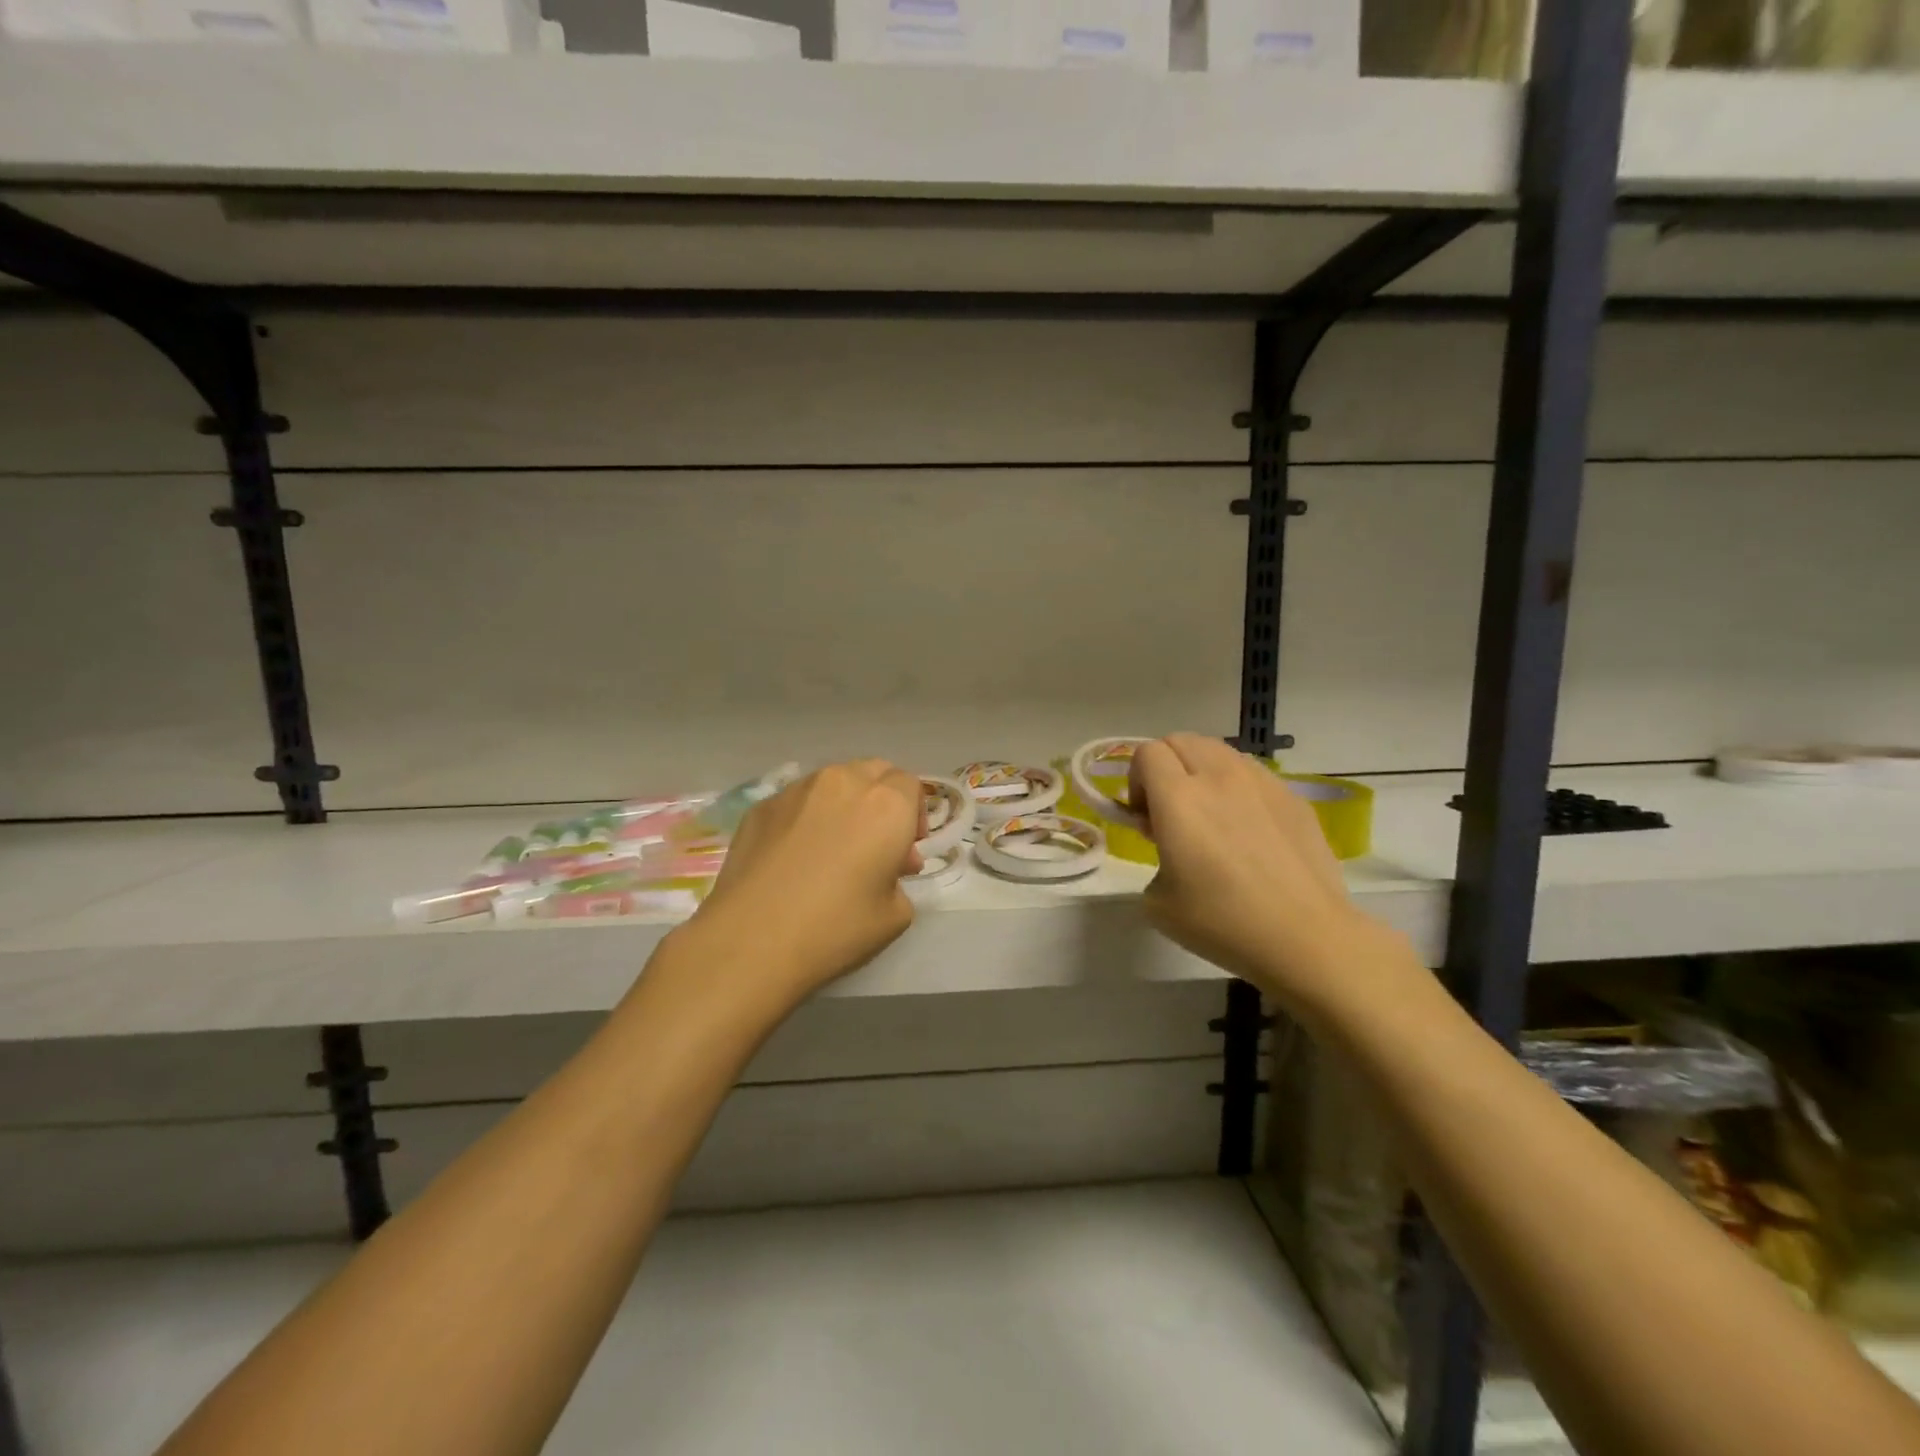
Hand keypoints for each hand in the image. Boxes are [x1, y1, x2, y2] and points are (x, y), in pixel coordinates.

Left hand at [675, 760, 924, 1010]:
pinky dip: (807, 816)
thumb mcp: (895, 916)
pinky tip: (795, 856)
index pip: (911, 785)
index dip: (914, 815)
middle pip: (875, 772)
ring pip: (834, 781)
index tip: (906, 851)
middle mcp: (844, 783)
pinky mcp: (761, 805)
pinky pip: (797, 800)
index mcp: (886, 805)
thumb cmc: (834, 928)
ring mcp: (797, 789)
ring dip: (845, 804)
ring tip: (833, 847)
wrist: (750, 940)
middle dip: (883, 799)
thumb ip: (899, 880)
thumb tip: (884, 868)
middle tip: (876, 843)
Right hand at [1129, 733, 1384, 1008]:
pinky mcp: (1292, 796)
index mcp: (1179, 798)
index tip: (1145, 817)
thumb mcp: (1157, 902)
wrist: (1305, 937)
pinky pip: (1252, 773)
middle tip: (1170, 811)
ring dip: (1201, 771)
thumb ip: (1153, 857)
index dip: (1136, 780)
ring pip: (1218, 751)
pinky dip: (1236, 787)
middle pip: (1180, 741)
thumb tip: (1169, 845)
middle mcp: (1218, 777)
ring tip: (1210, 815)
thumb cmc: (1223, 922)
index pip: (1146, 753)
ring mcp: (1261, 782)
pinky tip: (1247, 829)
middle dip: (1165, 767)